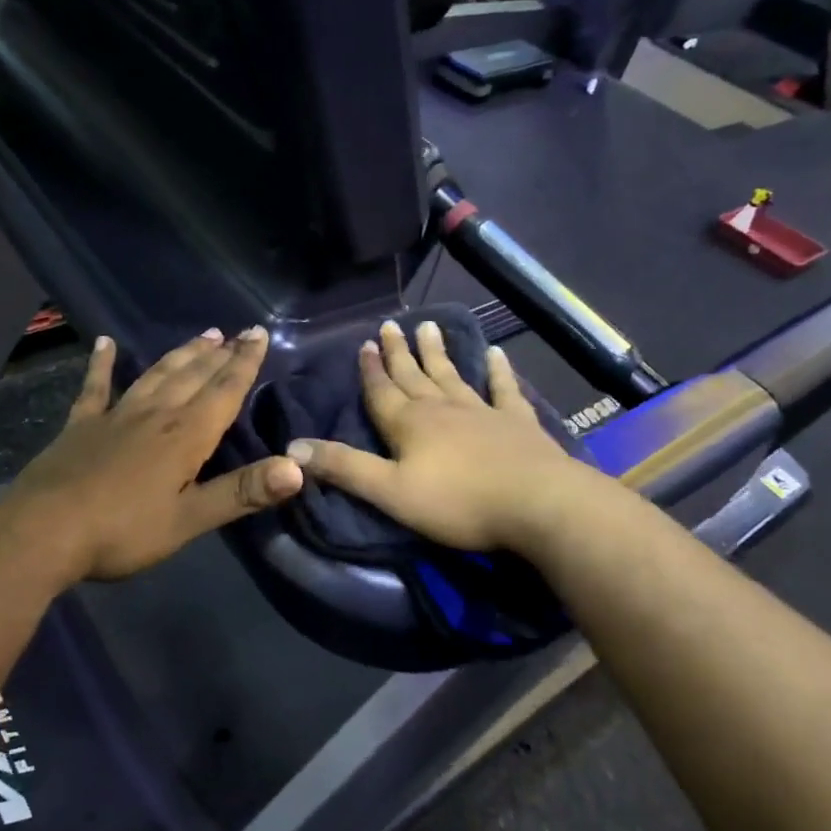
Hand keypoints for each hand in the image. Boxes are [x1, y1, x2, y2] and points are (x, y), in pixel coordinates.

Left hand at [8, 328, 302, 582]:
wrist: (43, 531)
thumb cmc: (123, 531)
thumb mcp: (189, 520)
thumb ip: (242, 493)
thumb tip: (297, 468)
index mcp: (185, 436)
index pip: (224, 391)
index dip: (244, 363)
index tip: (258, 334)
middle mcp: (155, 415)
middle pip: (193, 376)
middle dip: (219, 353)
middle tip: (237, 331)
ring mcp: (115, 416)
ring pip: (156, 375)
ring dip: (181, 354)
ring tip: (202, 335)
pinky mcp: (81, 425)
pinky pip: (96, 387)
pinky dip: (102, 364)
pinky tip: (105, 343)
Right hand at [286, 319, 586, 552]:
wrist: (537, 503)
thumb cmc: (458, 502)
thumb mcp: (390, 492)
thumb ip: (344, 468)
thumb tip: (293, 446)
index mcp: (409, 424)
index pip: (382, 391)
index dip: (370, 370)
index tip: (363, 344)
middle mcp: (442, 408)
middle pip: (414, 375)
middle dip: (398, 353)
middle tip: (389, 326)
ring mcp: (482, 411)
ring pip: (452, 375)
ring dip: (438, 352)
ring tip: (428, 327)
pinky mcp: (516, 421)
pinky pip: (503, 388)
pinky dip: (498, 370)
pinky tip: (496, 353)